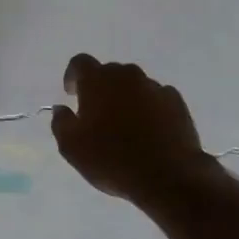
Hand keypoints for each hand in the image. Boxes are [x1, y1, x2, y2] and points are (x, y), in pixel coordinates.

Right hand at [52, 54, 217, 205]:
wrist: (168, 176)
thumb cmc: (112, 159)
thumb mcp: (72, 148)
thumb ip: (61, 122)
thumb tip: (61, 109)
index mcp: (98, 81)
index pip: (80, 63)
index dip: (73, 76)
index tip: (72, 95)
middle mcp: (127, 76)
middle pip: (109, 72)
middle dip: (101, 88)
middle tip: (98, 114)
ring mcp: (155, 87)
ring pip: (134, 85)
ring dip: (126, 98)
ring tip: (126, 125)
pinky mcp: (177, 102)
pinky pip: (156, 98)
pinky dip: (149, 108)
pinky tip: (150, 130)